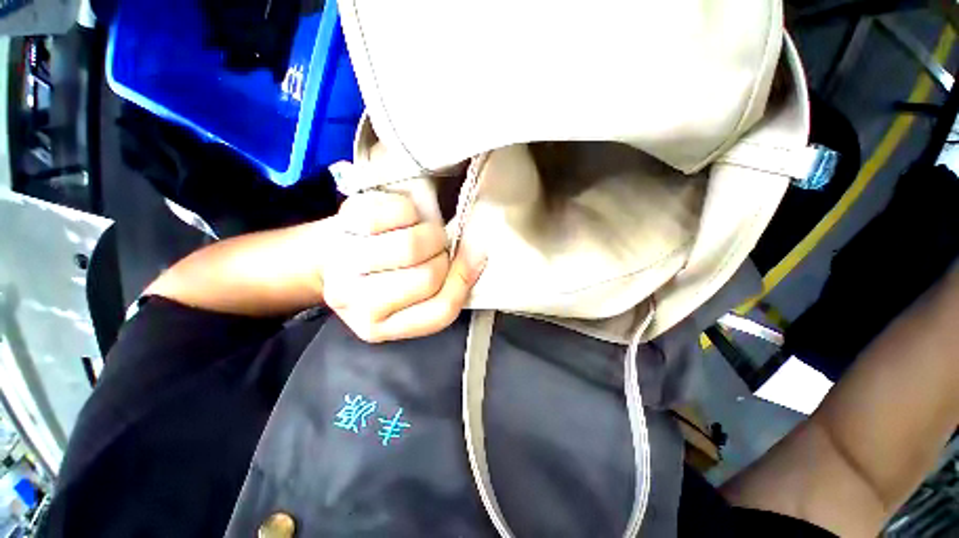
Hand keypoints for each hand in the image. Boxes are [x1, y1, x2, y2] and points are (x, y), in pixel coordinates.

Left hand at [321, 191, 485, 342]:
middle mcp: (355, 303)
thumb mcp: (413, 294)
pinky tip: (403, 217)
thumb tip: (479, 254)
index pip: (440, 311)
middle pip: (428, 278)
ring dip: (430, 233)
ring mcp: (344, 263)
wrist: (333, 251)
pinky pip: (395, 214)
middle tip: (438, 246)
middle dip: (443, 255)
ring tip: (424, 231)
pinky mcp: (343, 225)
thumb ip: (447, 285)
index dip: (463, 281)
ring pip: (412, 247)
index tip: (475, 256)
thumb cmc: (382, 273)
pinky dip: (408, 210)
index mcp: (378, 327)